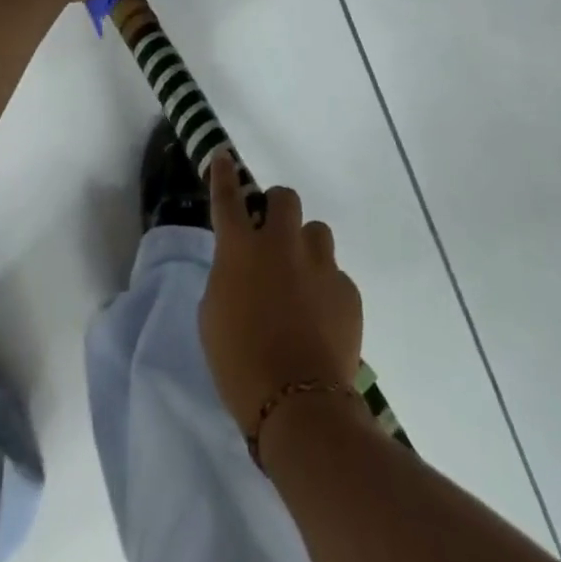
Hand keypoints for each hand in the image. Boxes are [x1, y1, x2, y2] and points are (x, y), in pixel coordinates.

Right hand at [199, 155, 363, 438]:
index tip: (224, 155)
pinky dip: (325, 288)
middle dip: (277, 209)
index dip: (224, 174)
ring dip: (305, 248)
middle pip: (284, 197)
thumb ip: (227, 278)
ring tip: (301, 283)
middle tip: (272, 236)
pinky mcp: (347, 288)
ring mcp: (319, 263)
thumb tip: (243, 268)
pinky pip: (334, 273)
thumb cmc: (240, 366)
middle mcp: (281, 245)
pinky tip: (320, 320)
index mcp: (241, 251)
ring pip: (316, 231)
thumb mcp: (213, 317)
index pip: (228, 198)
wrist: (299, 406)